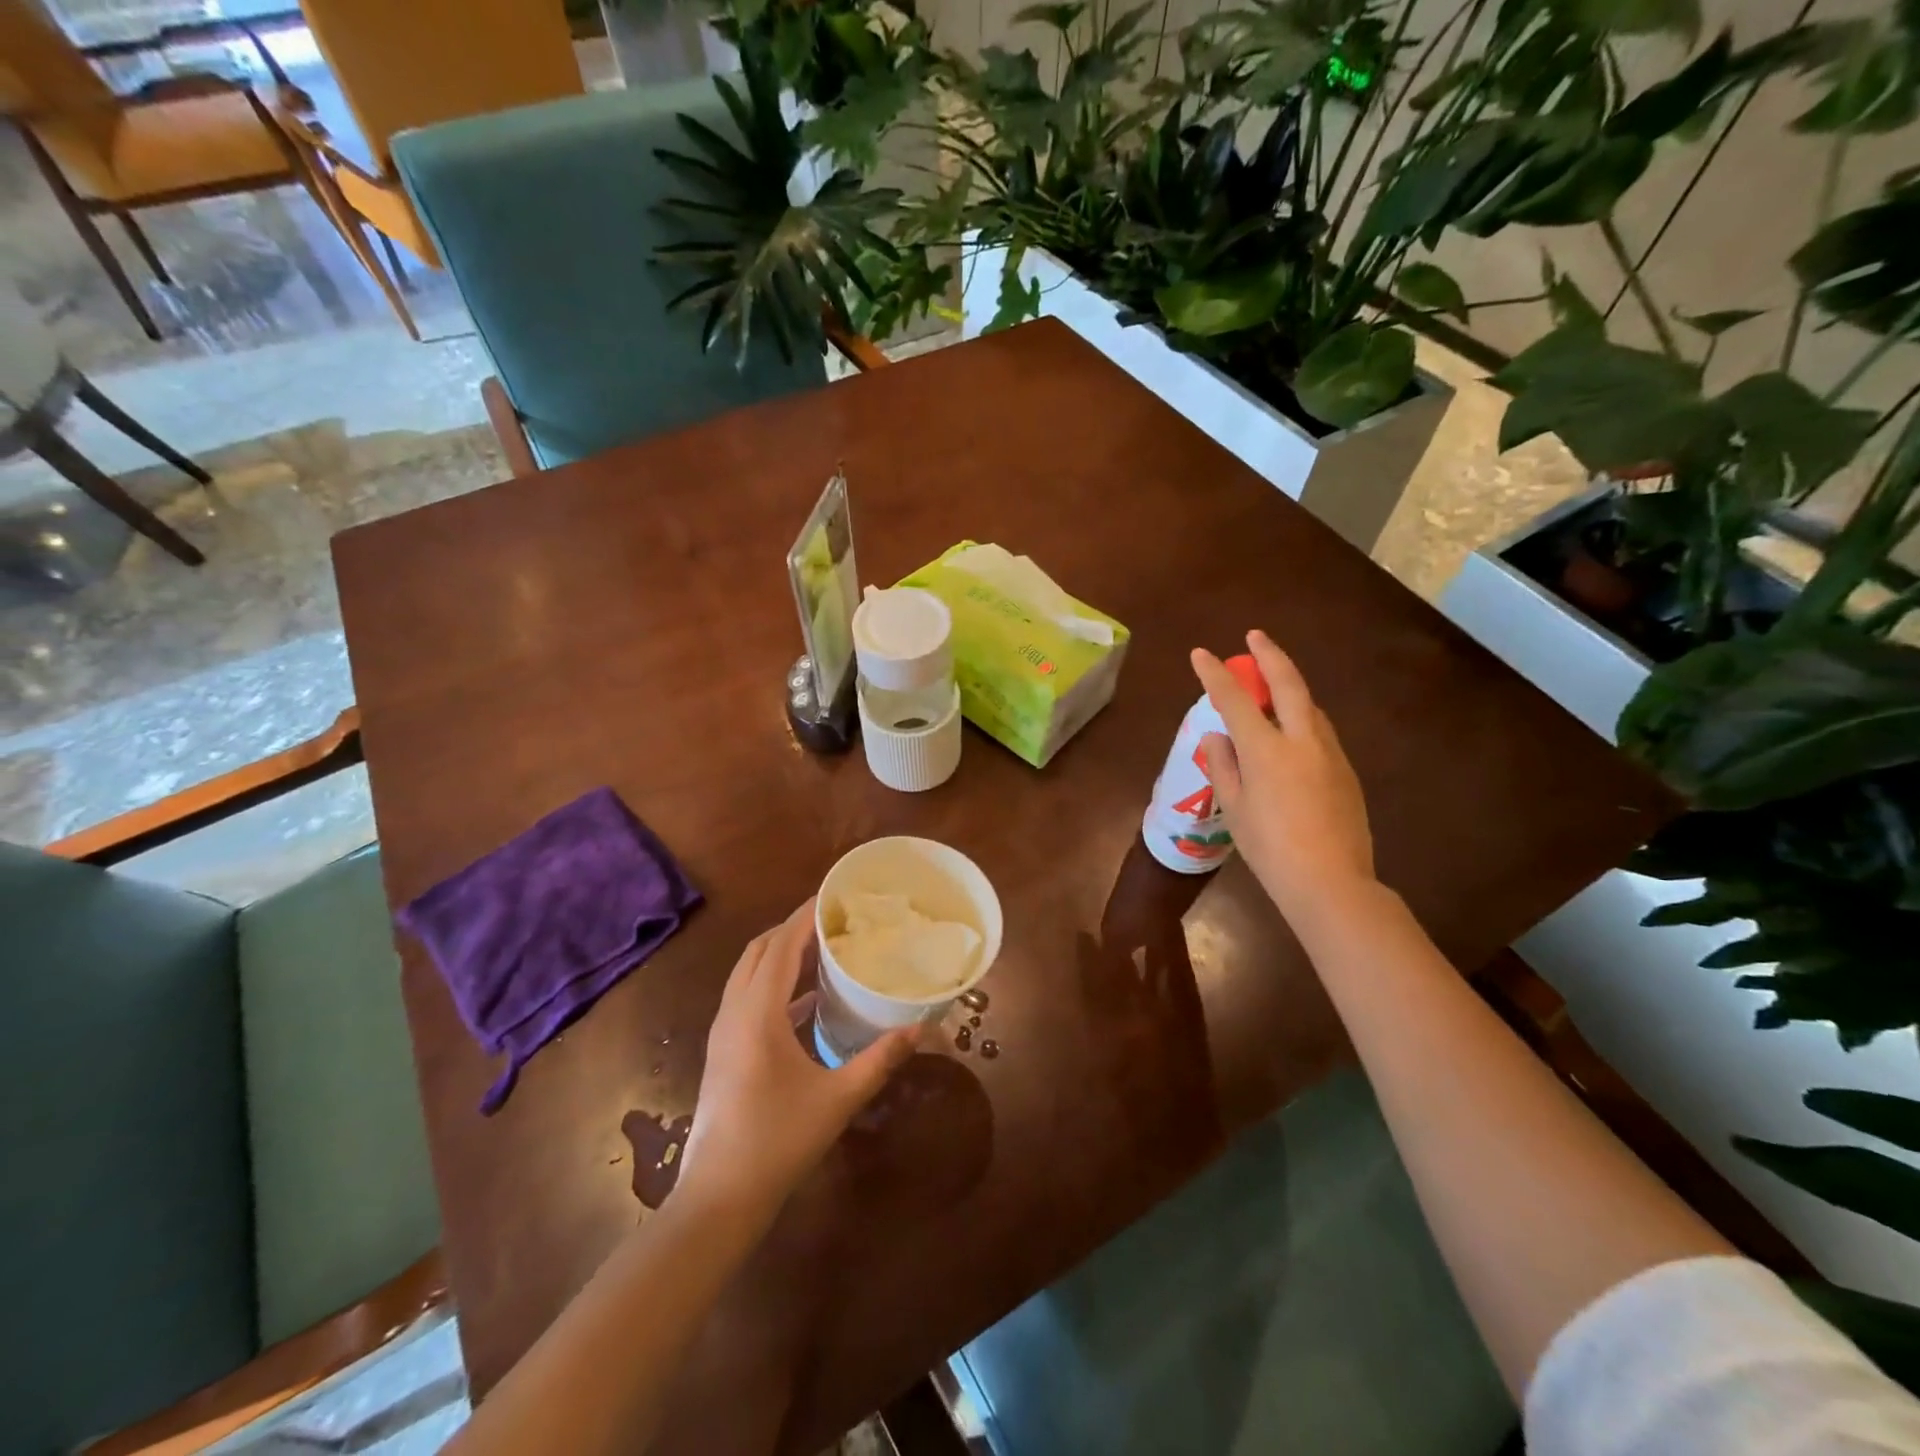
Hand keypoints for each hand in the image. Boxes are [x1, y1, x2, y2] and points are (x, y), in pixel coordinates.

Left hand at [678, 900, 918, 1219]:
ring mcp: (723, 1032)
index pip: (780, 945)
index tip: (835, 896)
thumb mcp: (838, 1099)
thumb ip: (880, 1060)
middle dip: (792, 929)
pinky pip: (748, 997)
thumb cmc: (777, 1142)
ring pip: (749, 973)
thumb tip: (922, 1030)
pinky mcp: (724, 1050)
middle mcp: (734, 1012)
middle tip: (834, 921)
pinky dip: (775, 984)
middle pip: (760, 951)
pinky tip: (808, 1000)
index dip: (805, 916)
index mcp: (757, 1013)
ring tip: (823, 949)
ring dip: (781, 954)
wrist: (718, 1198)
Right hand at [1191, 630, 1374, 926]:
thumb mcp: (1234, 808)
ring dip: (1290, 686)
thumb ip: (1223, 766)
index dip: (1214, 674)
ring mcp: (1329, 753)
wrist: (1331, 882)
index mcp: (1266, 749)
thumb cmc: (1269, 849)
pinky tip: (1291, 733)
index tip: (1201, 654)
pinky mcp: (1346, 771)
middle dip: (1269, 655)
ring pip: (1310, 706)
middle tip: (1255, 637)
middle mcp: (1301, 740)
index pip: (1234, 700)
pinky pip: (1320, 731)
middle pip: (1287, 683)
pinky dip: (1302, 717)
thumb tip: (1217, 736)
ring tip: (1271, 684)